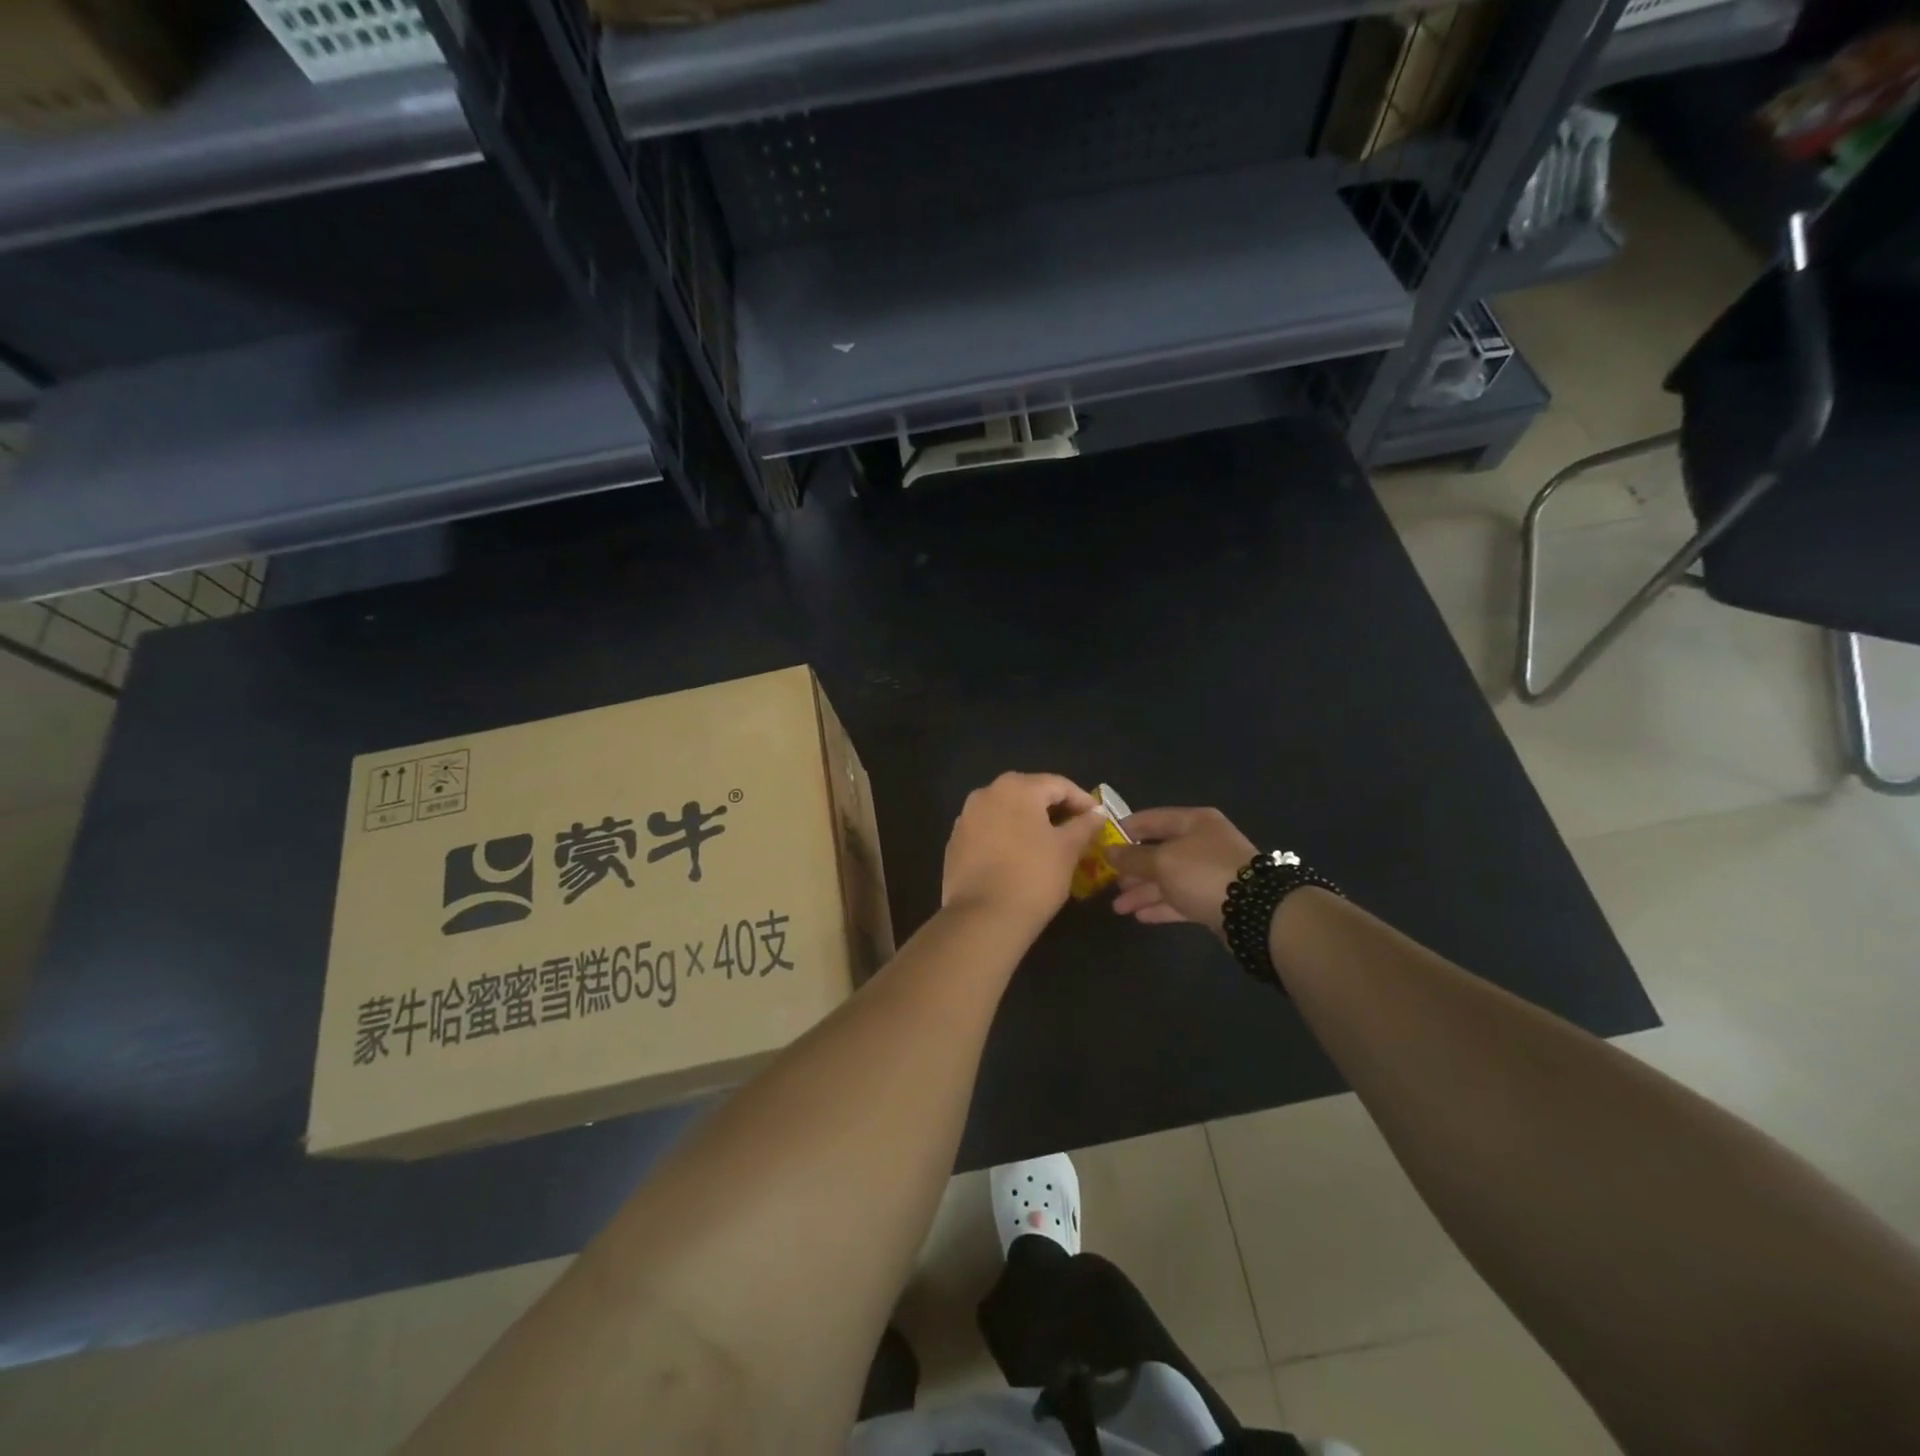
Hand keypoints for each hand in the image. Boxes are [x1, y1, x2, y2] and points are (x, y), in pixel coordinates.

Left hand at [942, 773, 1104, 926]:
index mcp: (1016, 787)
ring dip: (1029, 824)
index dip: (1082, 800)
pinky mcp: (955, 843)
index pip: (1058, 785)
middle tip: (1076, 831)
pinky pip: (989, 832)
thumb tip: (1097, 813)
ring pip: (1006, 813)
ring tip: (1049, 846)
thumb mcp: (1068, 849)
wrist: (982, 918)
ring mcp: (966, 818)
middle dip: (1055, 810)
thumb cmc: (1033, 876)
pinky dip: (1007, 838)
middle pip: (1029, 794)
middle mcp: (986, 793)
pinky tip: (1019, 859)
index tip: (1098, 818)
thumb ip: (1084, 825)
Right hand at [1105, 807, 1257, 936]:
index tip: (1101, 843)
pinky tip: (1138, 916)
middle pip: (1158, 851)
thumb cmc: (1203, 873)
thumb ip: (1132, 857)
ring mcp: (1209, 873)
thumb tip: (1107, 850)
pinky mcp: (1213, 900)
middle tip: (1107, 881)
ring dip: (1142, 891)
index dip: (1125, 830)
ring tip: (1118, 906)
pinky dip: (1160, 906)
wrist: (1255, 912)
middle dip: (1132, 868)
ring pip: (1167, 879)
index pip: (1151, 820)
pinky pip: (1180, 899)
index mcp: (1193, 822)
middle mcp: (1201, 843)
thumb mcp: (1162, 861)